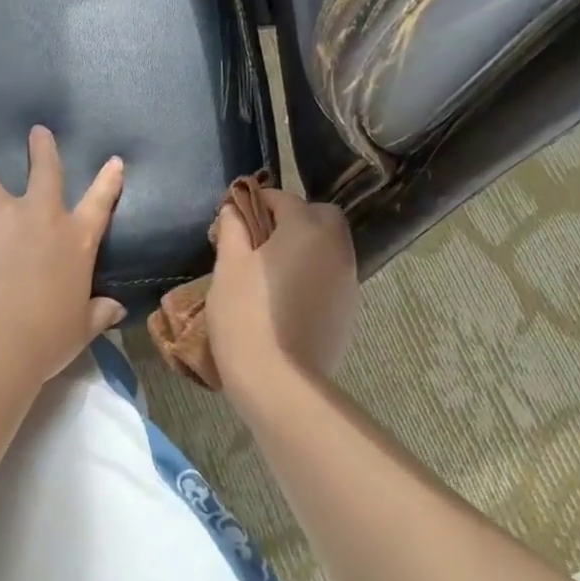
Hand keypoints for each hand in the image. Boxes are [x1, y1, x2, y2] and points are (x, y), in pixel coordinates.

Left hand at [0, 126, 125, 385]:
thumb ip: (97, 313)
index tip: (113, 160)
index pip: (100, 203)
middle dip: (42, 149)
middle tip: (37, 131)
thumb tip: (116, 310)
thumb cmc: (45, 339)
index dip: (108, 181)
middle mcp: (39, 215)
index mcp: (76, 240)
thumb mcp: (79, 328)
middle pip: (44, 171)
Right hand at [206, 188, 358, 399]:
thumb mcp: (229, 266)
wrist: (279, 382)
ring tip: (273, 271)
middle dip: (294, 219)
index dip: (257, 202)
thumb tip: (235, 210)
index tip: (236, 218)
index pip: (283, 198)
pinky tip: (288, 298)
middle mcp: (336, 248)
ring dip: (307, 247)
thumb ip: (233, 229)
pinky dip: (315, 275)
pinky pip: (333, 277)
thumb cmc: (246, 316)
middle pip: (321, 216)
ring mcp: (349, 281)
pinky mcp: (350, 310)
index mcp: (307, 229)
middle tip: (261, 241)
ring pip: (331, 247)